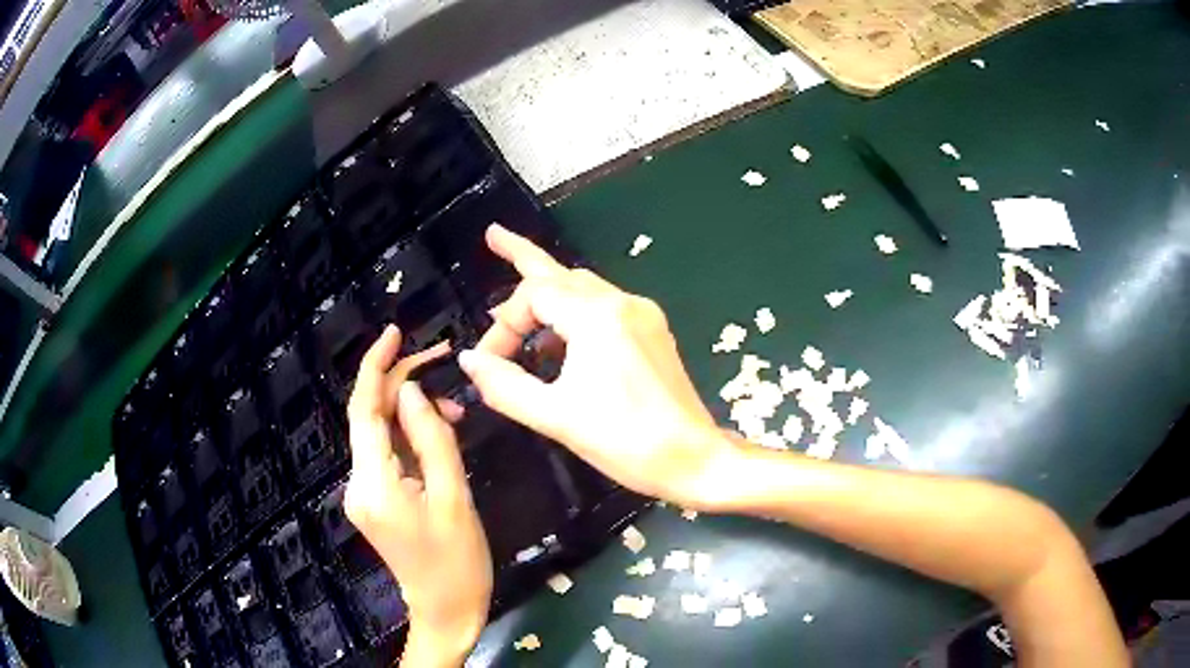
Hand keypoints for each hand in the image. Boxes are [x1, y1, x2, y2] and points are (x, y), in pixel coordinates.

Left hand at [345, 326, 491, 665]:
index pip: (364, 409)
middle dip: (403, 385)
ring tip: (455, 415)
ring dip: (412, 414)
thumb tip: (413, 391)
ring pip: (381, 434)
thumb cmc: (458, 561)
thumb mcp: (453, 496)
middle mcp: (357, 483)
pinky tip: (439, 436)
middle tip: (445, 365)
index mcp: (374, 483)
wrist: (447, 610)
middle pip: (371, 417)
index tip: (394, 332)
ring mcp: (363, 493)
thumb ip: (432, 439)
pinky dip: (411, 437)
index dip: (376, 366)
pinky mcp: (374, 500)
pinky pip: (388, 454)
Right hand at [457, 225, 737, 509]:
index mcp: (598, 317)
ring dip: (548, 290)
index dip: (503, 325)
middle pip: (562, 272)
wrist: (694, 459)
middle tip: (494, 237)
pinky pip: (604, 306)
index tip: (489, 362)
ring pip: (584, 287)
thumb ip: (505, 386)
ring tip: (516, 297)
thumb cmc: (625, 441)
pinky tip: (557, 336)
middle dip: (524, 256)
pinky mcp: (652, 332)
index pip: (534, 295)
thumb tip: (470, 361)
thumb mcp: (555, 417)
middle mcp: (623, 303)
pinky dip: (573, 312)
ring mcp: (642, 315)